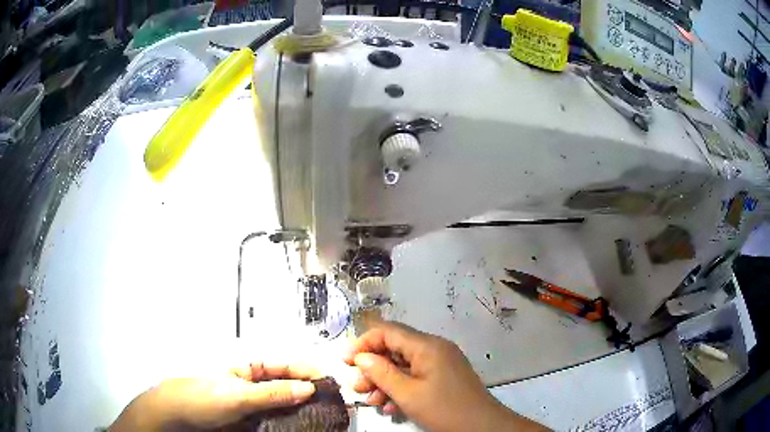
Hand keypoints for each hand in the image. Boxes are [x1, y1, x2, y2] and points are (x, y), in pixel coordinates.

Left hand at [109, 363, 319, 430]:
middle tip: (333, 404)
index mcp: (251, 368)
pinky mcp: (254, 419)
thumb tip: (305, 387)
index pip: (288, 365)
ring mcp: (256, 402)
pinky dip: (293, 422)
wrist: (180, 416)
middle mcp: (256, 384)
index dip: (310, 371)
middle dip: (312, 392)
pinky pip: (279, 419)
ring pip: (287, 404)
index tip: (331, 383)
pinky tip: (302, 426)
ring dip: (305, 409)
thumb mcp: (237, 395)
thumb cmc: (200, 397)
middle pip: (291, 385)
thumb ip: (271, 393)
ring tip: (324, 417)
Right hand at [344, 321, 547, 431]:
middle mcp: (434, 348)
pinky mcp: (443, 377)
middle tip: (357, 386)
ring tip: (370, 400)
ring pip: (403, 365)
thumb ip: (382, 373)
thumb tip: (361, 357)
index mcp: (427, 346)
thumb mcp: (408, 394)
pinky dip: (400, 388)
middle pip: (394, 349)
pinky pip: (415, 376)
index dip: (364, 343)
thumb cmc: (444, 409)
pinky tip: (389, 407)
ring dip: (384, 381)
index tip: (345, 361)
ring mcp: (440, 363)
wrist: (482, 426)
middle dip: (372, 367)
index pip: (388, 331)